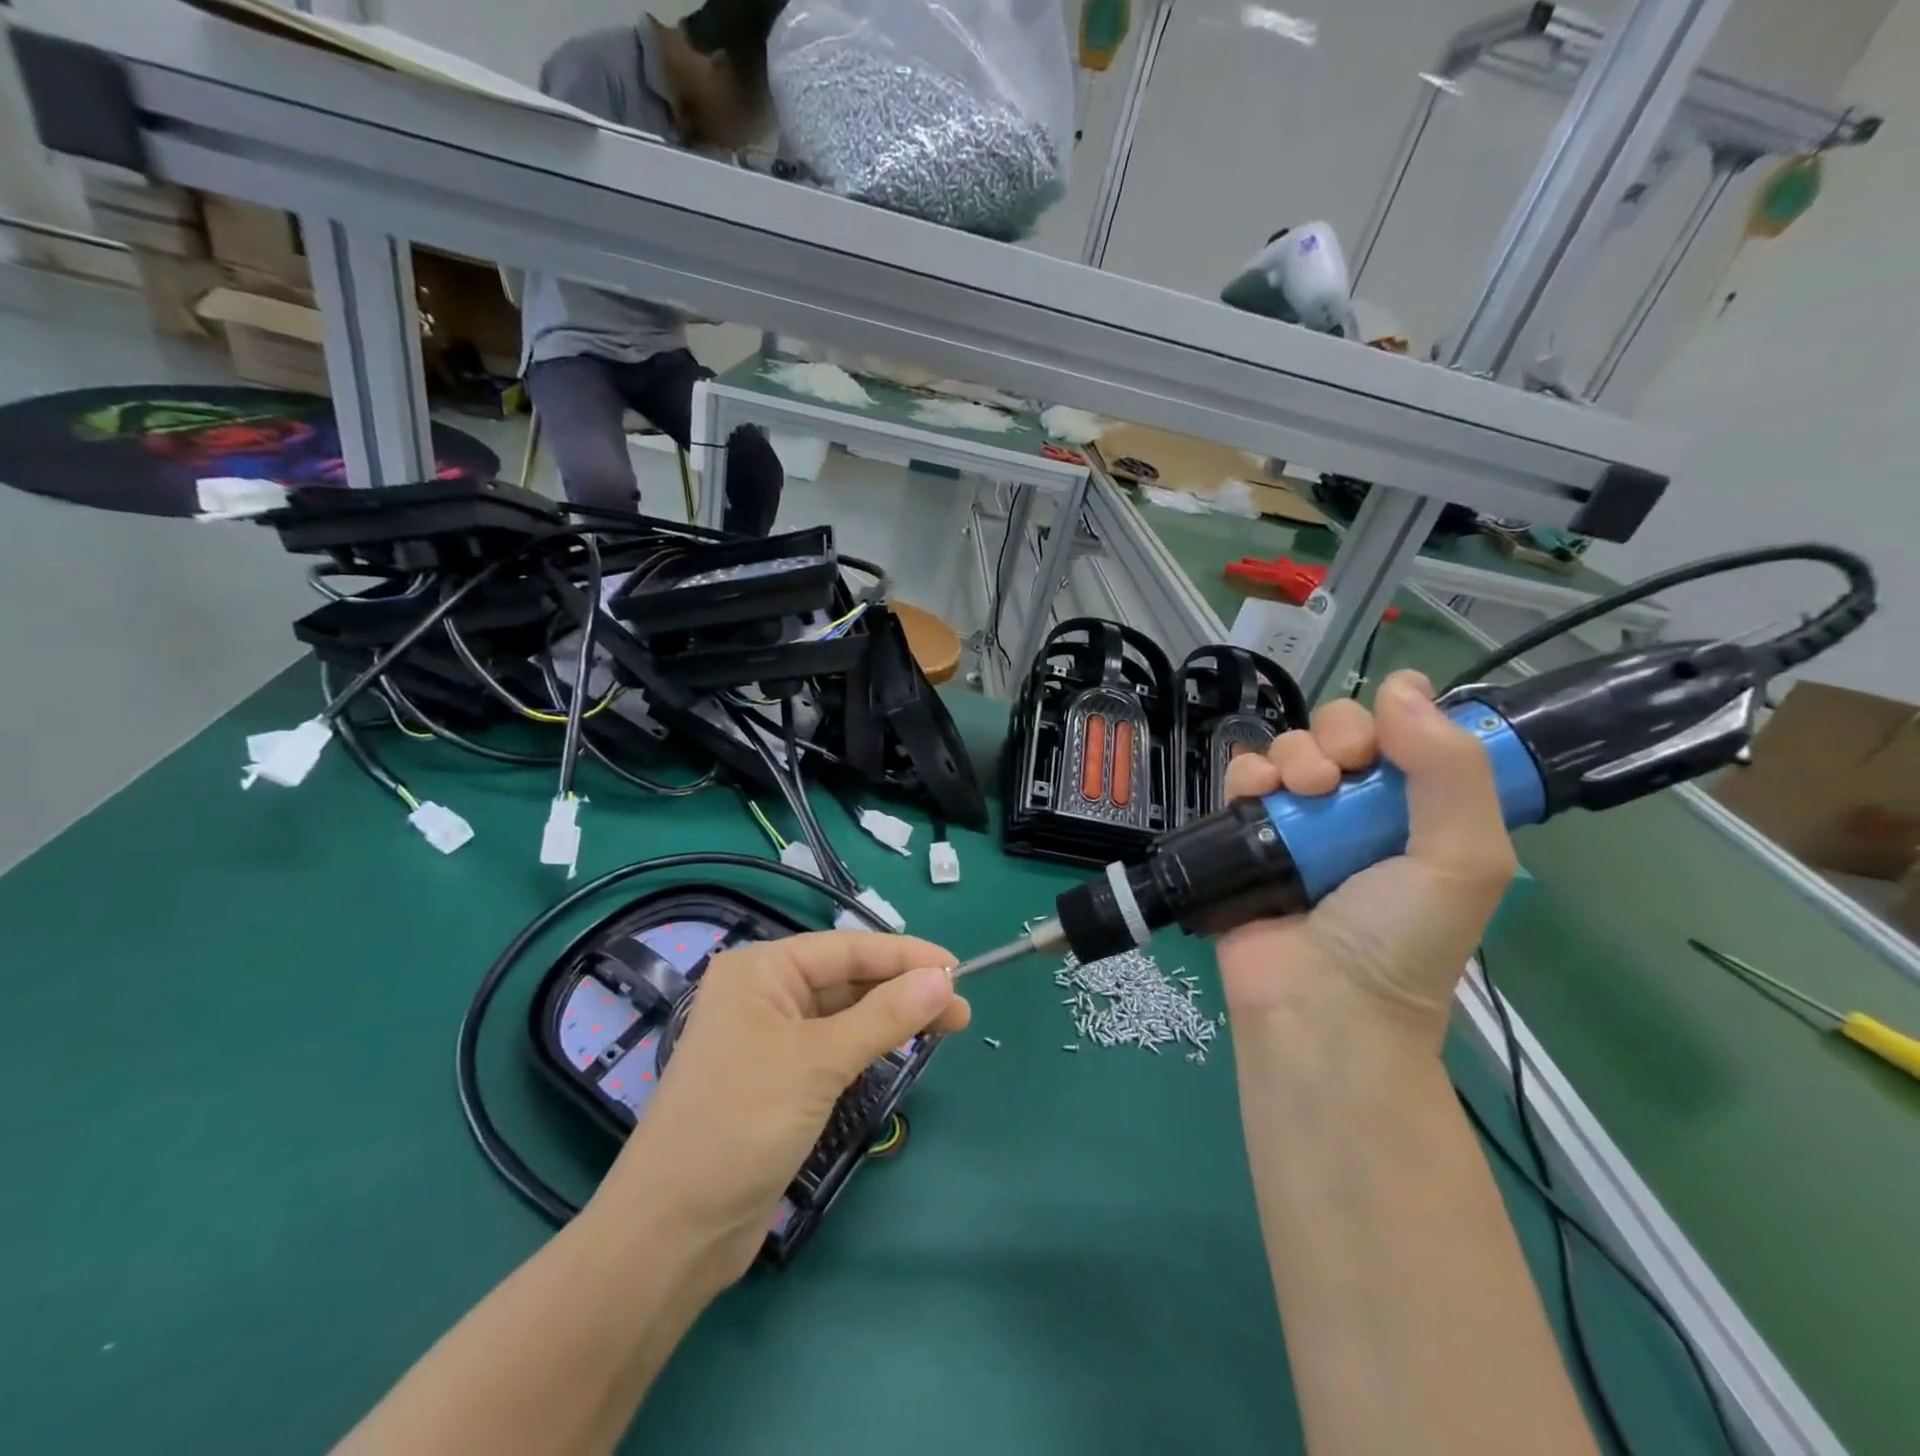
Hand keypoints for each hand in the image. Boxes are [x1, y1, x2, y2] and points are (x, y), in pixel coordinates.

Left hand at [595, 932, 968, 1283]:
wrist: (674, 1230)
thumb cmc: (742, 1123)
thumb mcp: (820, 1061)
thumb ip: (885, 1016)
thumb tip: (943, 978)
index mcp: (762, 969)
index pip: (848, 947)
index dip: (906, 956)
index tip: (959, 968)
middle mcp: (764, 992)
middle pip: (848, 977)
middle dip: (904, 988)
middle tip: (961, 1008)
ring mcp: (769, 1036)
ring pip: (844, 1011)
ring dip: (892, 1016)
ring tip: (947, 1025)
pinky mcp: (778, 1076)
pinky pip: (834, 1044)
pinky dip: (869, 1043)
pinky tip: (901, 1046)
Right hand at [1217, 670, 1516, 1047]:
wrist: (1319, 1006)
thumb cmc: (1400, 939)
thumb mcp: (1462, 859)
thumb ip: (1451, 770)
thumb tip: (1404, 684)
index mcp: (1417, 813)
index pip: (1405, 735)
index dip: (1395, 721)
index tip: (1386, 744)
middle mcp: (1358, 810)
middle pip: (1342, 733)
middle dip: (1338, 736)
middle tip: (1340, 777)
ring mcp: (1297, 822)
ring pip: (1290, 748)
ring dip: (1294, 755)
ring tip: (1302, 794)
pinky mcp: (1244, 834)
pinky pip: (1241, 777)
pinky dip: (1247, 773)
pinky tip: (1258, 794)